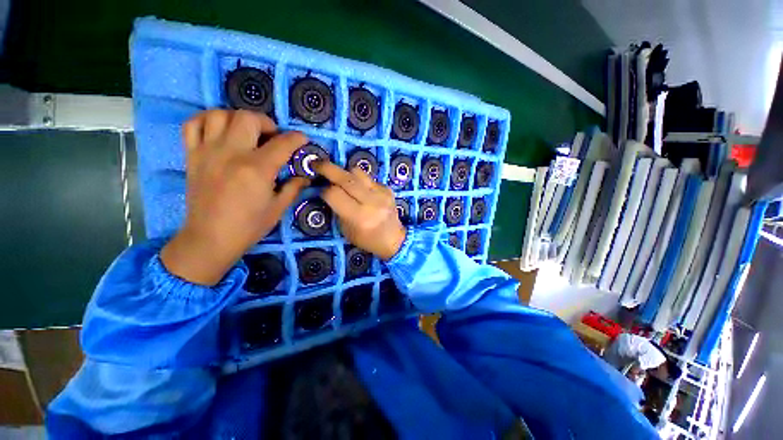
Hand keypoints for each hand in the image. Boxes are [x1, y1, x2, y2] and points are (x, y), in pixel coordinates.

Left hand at [161, 110, 308, 285]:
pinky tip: (219, 131)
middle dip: (266, 123)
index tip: (302, 139)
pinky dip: (207, 120)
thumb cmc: (249, 226)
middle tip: (273, 136)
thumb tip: (305, 177)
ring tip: (247, 132)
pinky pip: (193, 125)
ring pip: (219, 115)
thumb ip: (293, 187)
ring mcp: (207, 152)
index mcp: (257, 169)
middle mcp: (231, 154)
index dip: (296, 138)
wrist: (210, 238)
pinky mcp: (192, 155)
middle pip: (248, 118)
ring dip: (237, 118)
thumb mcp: (278, 208)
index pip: (282, 144)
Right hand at [313, 161, 405, 259]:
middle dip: (328, 168)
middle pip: (346, 178)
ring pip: (357, 172)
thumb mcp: (346, 229)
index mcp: (359, 216)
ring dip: (345, 173)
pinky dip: (359, 181)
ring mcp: (381, 193)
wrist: (393, 238)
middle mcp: (371, 202)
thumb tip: (326, 189)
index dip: (324, 190)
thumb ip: (337, 209)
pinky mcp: (387, 188)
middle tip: (317, 164)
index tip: (320, 189)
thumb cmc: (366, 239)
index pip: (335, 194)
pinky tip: (359, 189)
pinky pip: (368, 178)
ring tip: (340, 179)